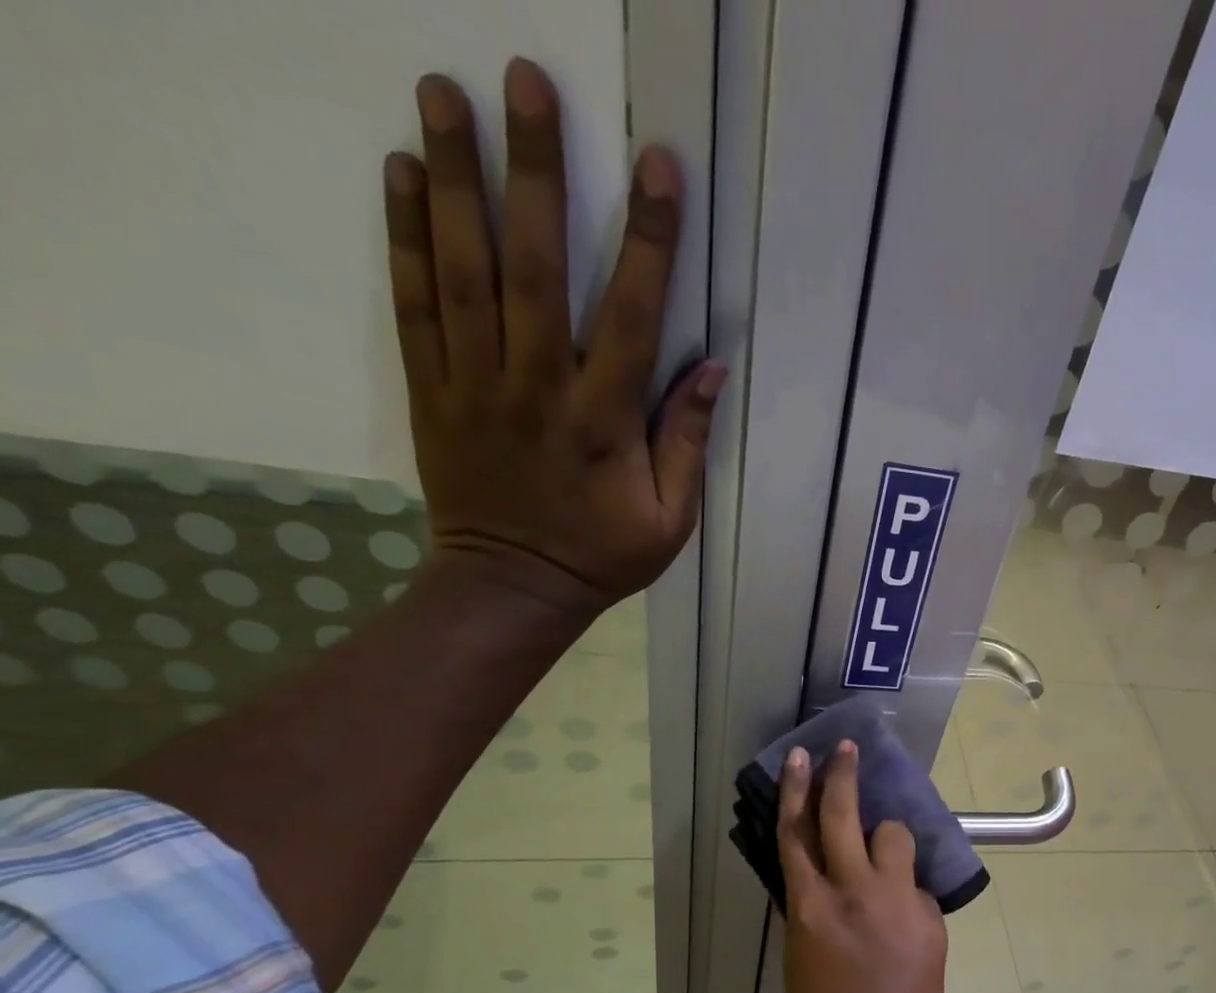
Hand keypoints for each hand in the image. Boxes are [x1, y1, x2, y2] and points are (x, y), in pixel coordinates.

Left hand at [383, 59, 722, 618]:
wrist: (512, 587)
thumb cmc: (603, 555)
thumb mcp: (669, 517)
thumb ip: (686, 441)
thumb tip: (712, 368)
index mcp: (604, 421)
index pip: (632, 317)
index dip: (648, 241)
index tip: (658, 167)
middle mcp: (537, 388)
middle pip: (534, 268)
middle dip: (535, 173)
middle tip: (524, 80)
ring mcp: (475, 384)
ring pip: (463, 271)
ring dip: (453, 179)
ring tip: (443, 93)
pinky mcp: (431, 390)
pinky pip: (414, 306)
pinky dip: (404, 238)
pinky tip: (401, 174)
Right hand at [776, 741, 951, 992]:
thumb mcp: (799, 956)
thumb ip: (809, 908)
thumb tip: (817, 877)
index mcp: (811, 905)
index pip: (796, 833)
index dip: (796, 789)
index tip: (800, 756)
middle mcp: (854, 889)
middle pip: (844, 815)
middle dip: (842, 774)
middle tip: (845, 747)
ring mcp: (896, 897)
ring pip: (893, 835)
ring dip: (886, 839)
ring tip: (884, 861)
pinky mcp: (928, 911)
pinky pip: (915, 883)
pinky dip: (907, 891)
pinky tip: (904, 921)